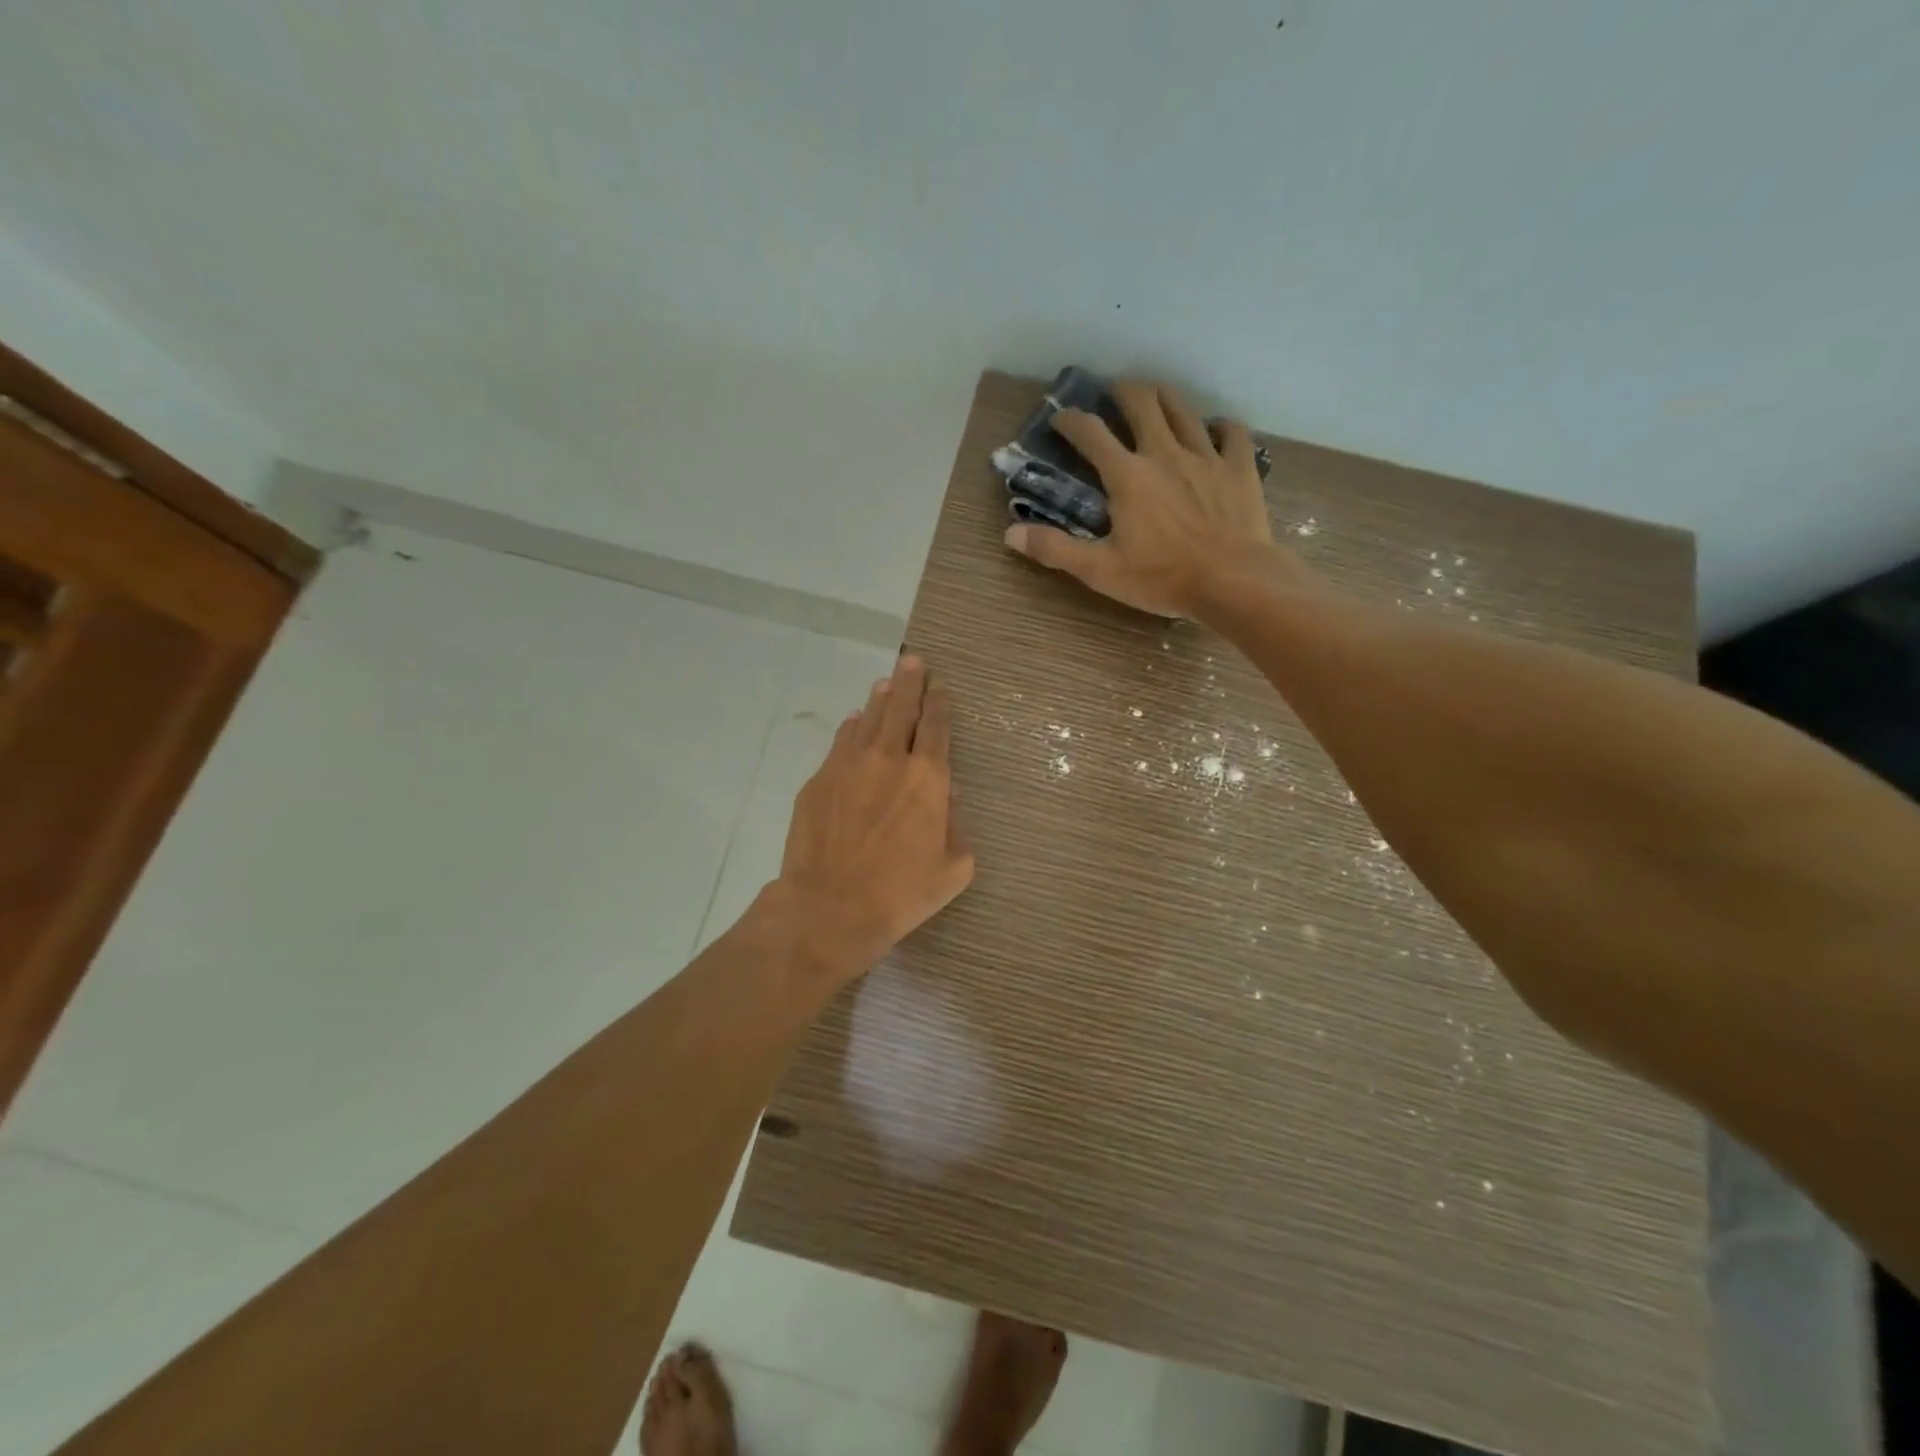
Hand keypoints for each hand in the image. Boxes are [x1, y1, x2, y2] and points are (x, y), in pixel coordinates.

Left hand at [775, 654, 973, 982]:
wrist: (830, 908)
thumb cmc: (901, 893)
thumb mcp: (953, 868)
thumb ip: (956, 827)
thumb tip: (948, 799)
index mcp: (928, 778)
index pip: (936, 726)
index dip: (940, 702)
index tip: (940, 686)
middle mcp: (889, 760)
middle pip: (901, 708)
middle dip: (911, 682)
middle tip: (914, 661)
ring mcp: (848, 766)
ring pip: (868, 719)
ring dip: (881, 698)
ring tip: (887, 682)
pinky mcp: (819, 780)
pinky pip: (840, 742)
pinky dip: (852, 728)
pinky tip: (856, 722)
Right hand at [1003, 378, 1281, 617]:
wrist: (1233, 581)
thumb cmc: (1162, 578)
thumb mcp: (1100, 570)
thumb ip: (1055, 549)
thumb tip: (1010, 535)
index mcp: (1127, 475)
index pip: (1091, 433)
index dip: (1070, 420)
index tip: (1060, 418)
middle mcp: (1164, 452)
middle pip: (1142, 402)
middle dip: (1122, 390)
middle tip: (1113, 392)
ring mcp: (1206, 456)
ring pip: (1184, 408)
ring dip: (1165, 396)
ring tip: (1155, 396)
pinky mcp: (1240, 467)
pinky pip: (1233, 432)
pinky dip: (1220, 425)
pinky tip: (1214, 429)